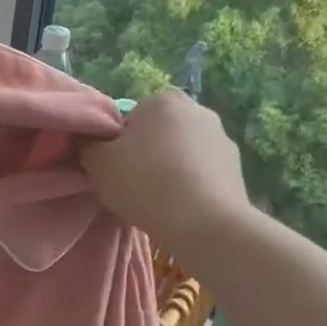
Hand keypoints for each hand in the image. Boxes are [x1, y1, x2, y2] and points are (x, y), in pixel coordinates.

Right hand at [80, 90, 251, 249]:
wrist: (206, 225)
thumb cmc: (146, 183)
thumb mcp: (97, 162)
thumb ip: (88, 143)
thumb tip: (92, 140)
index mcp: (164, 100)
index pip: (130, 117)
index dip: (118, 143)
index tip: (115, 167)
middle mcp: (198, 110)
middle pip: (158, 132)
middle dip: (147, 152)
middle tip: (132, 184)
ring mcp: (223, 139)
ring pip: (182, 152)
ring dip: (171, 168)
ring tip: (158, 200)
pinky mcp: (238, 169)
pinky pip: (203, 173)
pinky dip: (191, 184)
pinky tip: (181, 208)